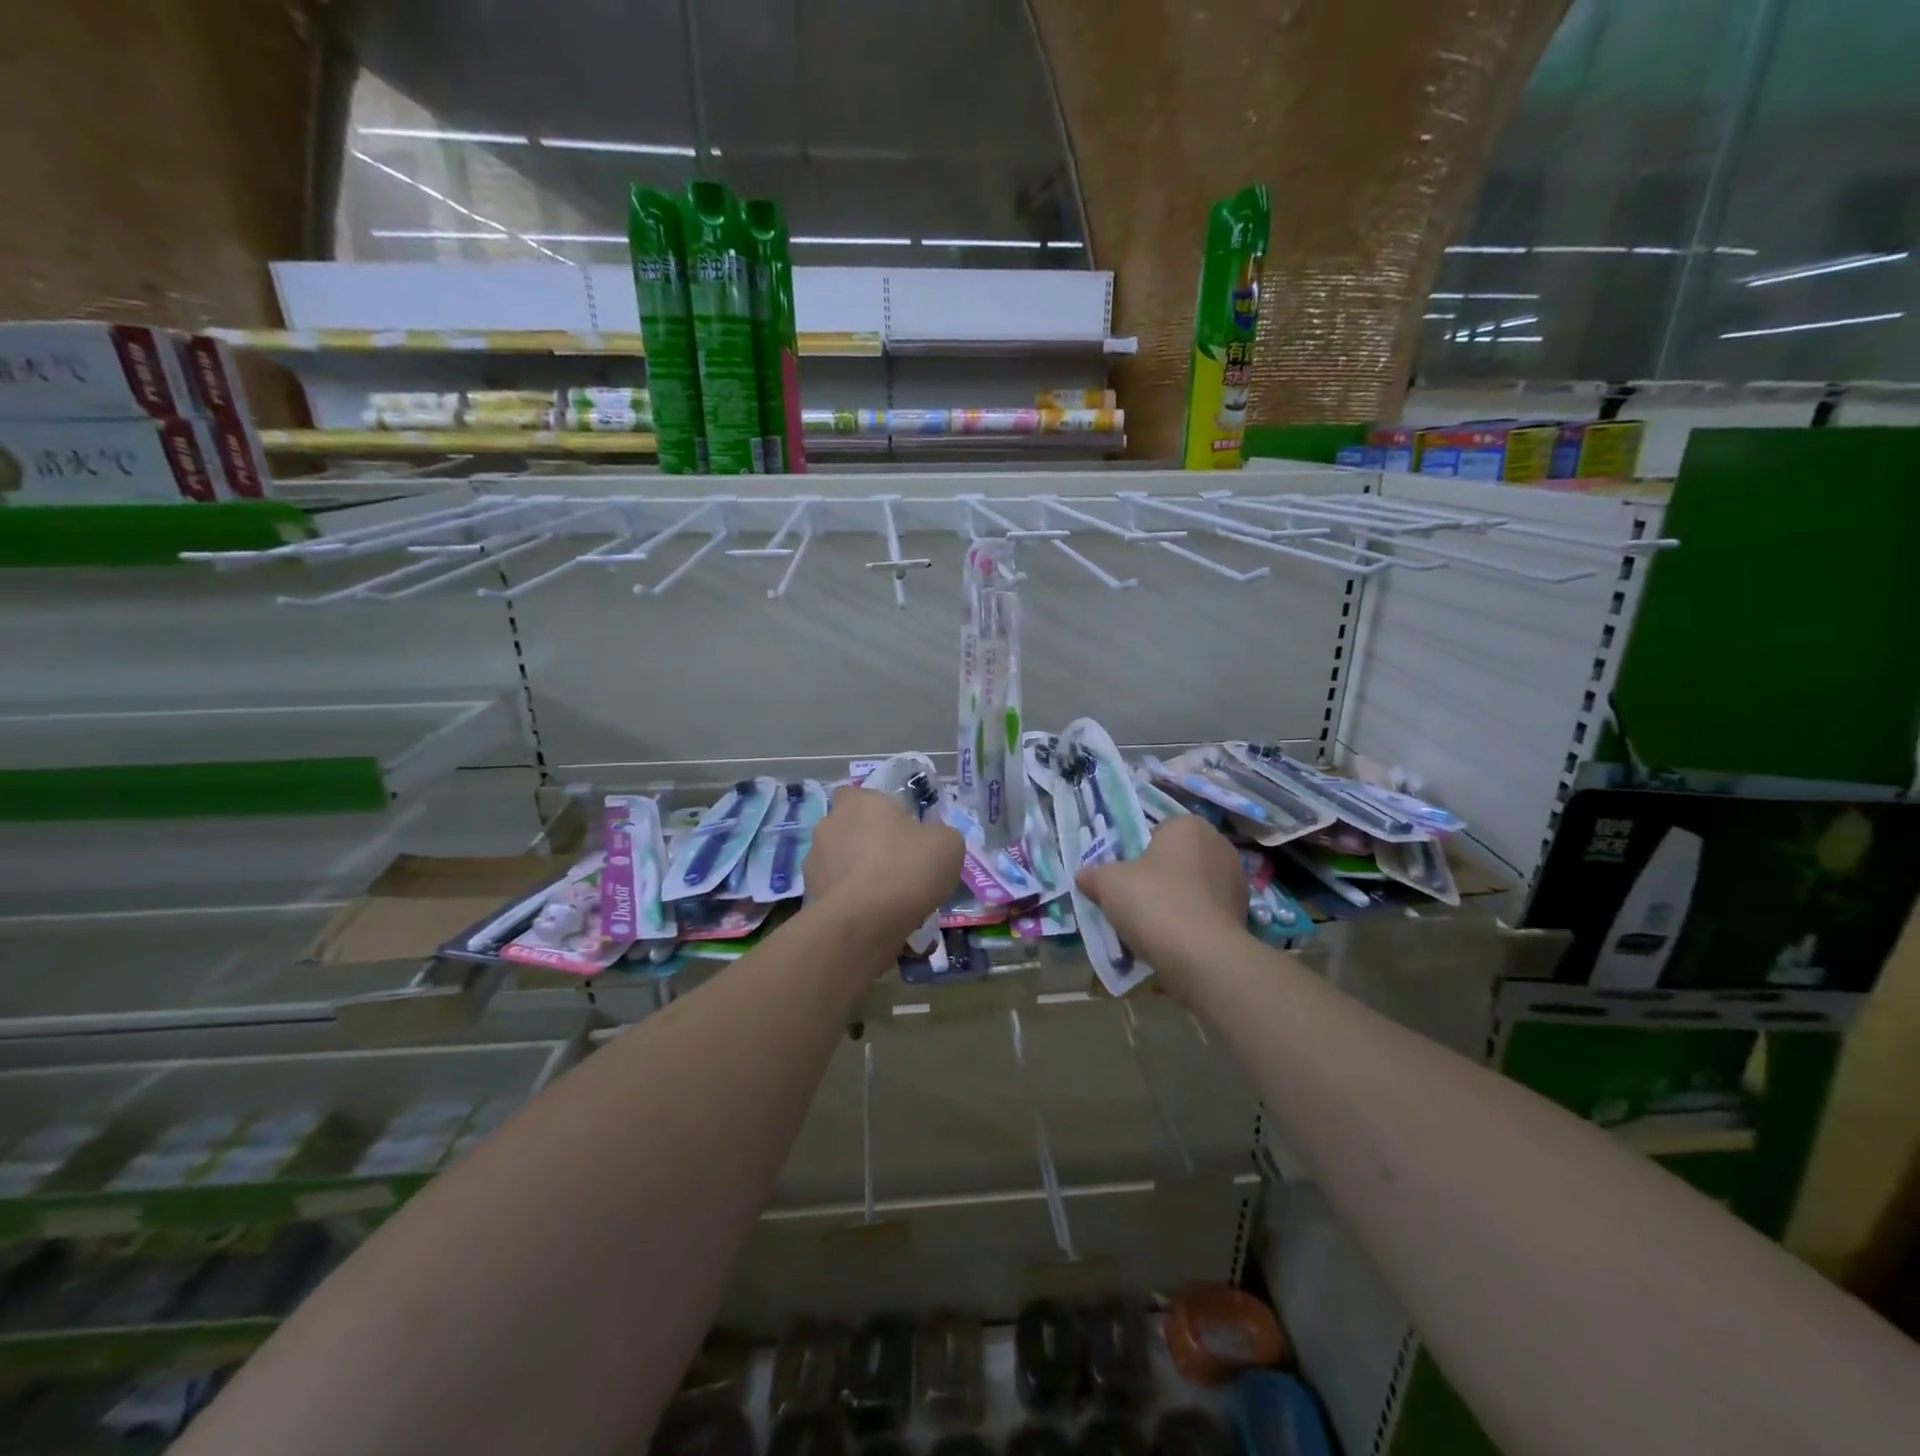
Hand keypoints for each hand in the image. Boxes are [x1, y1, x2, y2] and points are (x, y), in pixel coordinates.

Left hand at [803, 787, 963, 951]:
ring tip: (884, 898)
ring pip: (840, 860)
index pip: (860, 795)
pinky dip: (850, 899)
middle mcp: (829, 823)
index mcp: (859, 802)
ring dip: (856, 872)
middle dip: (867, 843)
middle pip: (850, 828)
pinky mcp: (810, 893)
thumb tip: (931, 839)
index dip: (880, 811)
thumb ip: (938, 833)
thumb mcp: (947, 844)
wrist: (864, 922)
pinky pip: (835, 890)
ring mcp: (814, 859)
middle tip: (896, 865)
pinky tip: (871, 916)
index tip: (901, 831)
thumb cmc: (907, 869)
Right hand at [1077, 816, 1248, 990]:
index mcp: (1189, 826)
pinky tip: (1173, 942)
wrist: (1202, 956)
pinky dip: (1191, 923)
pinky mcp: (1243, 915)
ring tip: (1152, 927)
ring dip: (1176, 901)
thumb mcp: (1109, 884)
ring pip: (1193, 887)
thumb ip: (1094, 875)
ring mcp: (1236, 881)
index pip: (1157, 831)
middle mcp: (1219, 845)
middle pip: (1177, 859)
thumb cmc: (1154, 902)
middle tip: (1134, 901)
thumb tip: (1084, 875)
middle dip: (1158, 877)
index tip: (1124, 877)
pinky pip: (1207, 912)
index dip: (1137, 854)